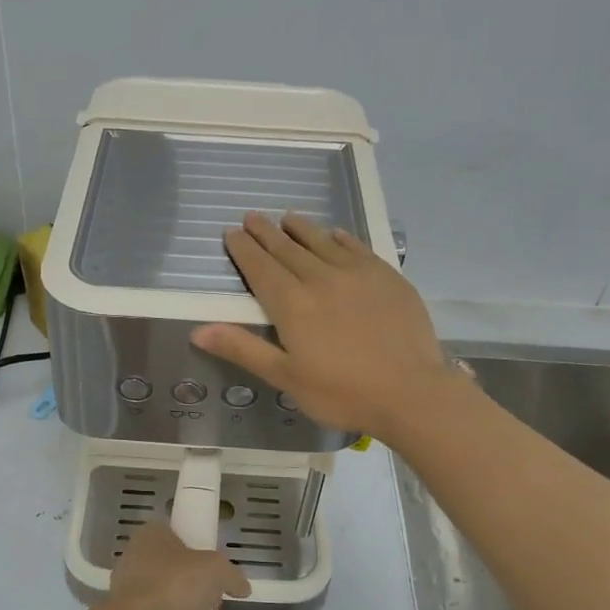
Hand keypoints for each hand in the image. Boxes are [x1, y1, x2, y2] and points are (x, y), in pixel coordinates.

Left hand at [108, 521, 249, 609]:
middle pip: (178, 569)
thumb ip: (232, 575)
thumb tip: (241, 587)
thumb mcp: (218, 570)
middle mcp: (136, 559)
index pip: (177, 534)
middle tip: (219, 598)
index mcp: (151, 536)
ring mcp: (132, 592)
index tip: (216, 568)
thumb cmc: (176, 585)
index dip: (199, 549)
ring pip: (173, 597)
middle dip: (202, 586)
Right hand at [192, 212, 454, 440]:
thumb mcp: (285, 377)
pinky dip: (341, 238)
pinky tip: (335, 233)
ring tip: (287, 217)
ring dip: (301, 228)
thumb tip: (198, 330)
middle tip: (252, 216)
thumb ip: (243, 349)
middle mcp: (321, 278)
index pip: (261, 268)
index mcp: (293, 304)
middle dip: (267, 232)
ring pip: (322, 242)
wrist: (410, 392)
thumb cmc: (341, 392)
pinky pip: (357, 248)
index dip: (244, 249)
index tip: (232, 232)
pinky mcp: (387, 277)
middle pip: (288, 249)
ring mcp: (357, 274)